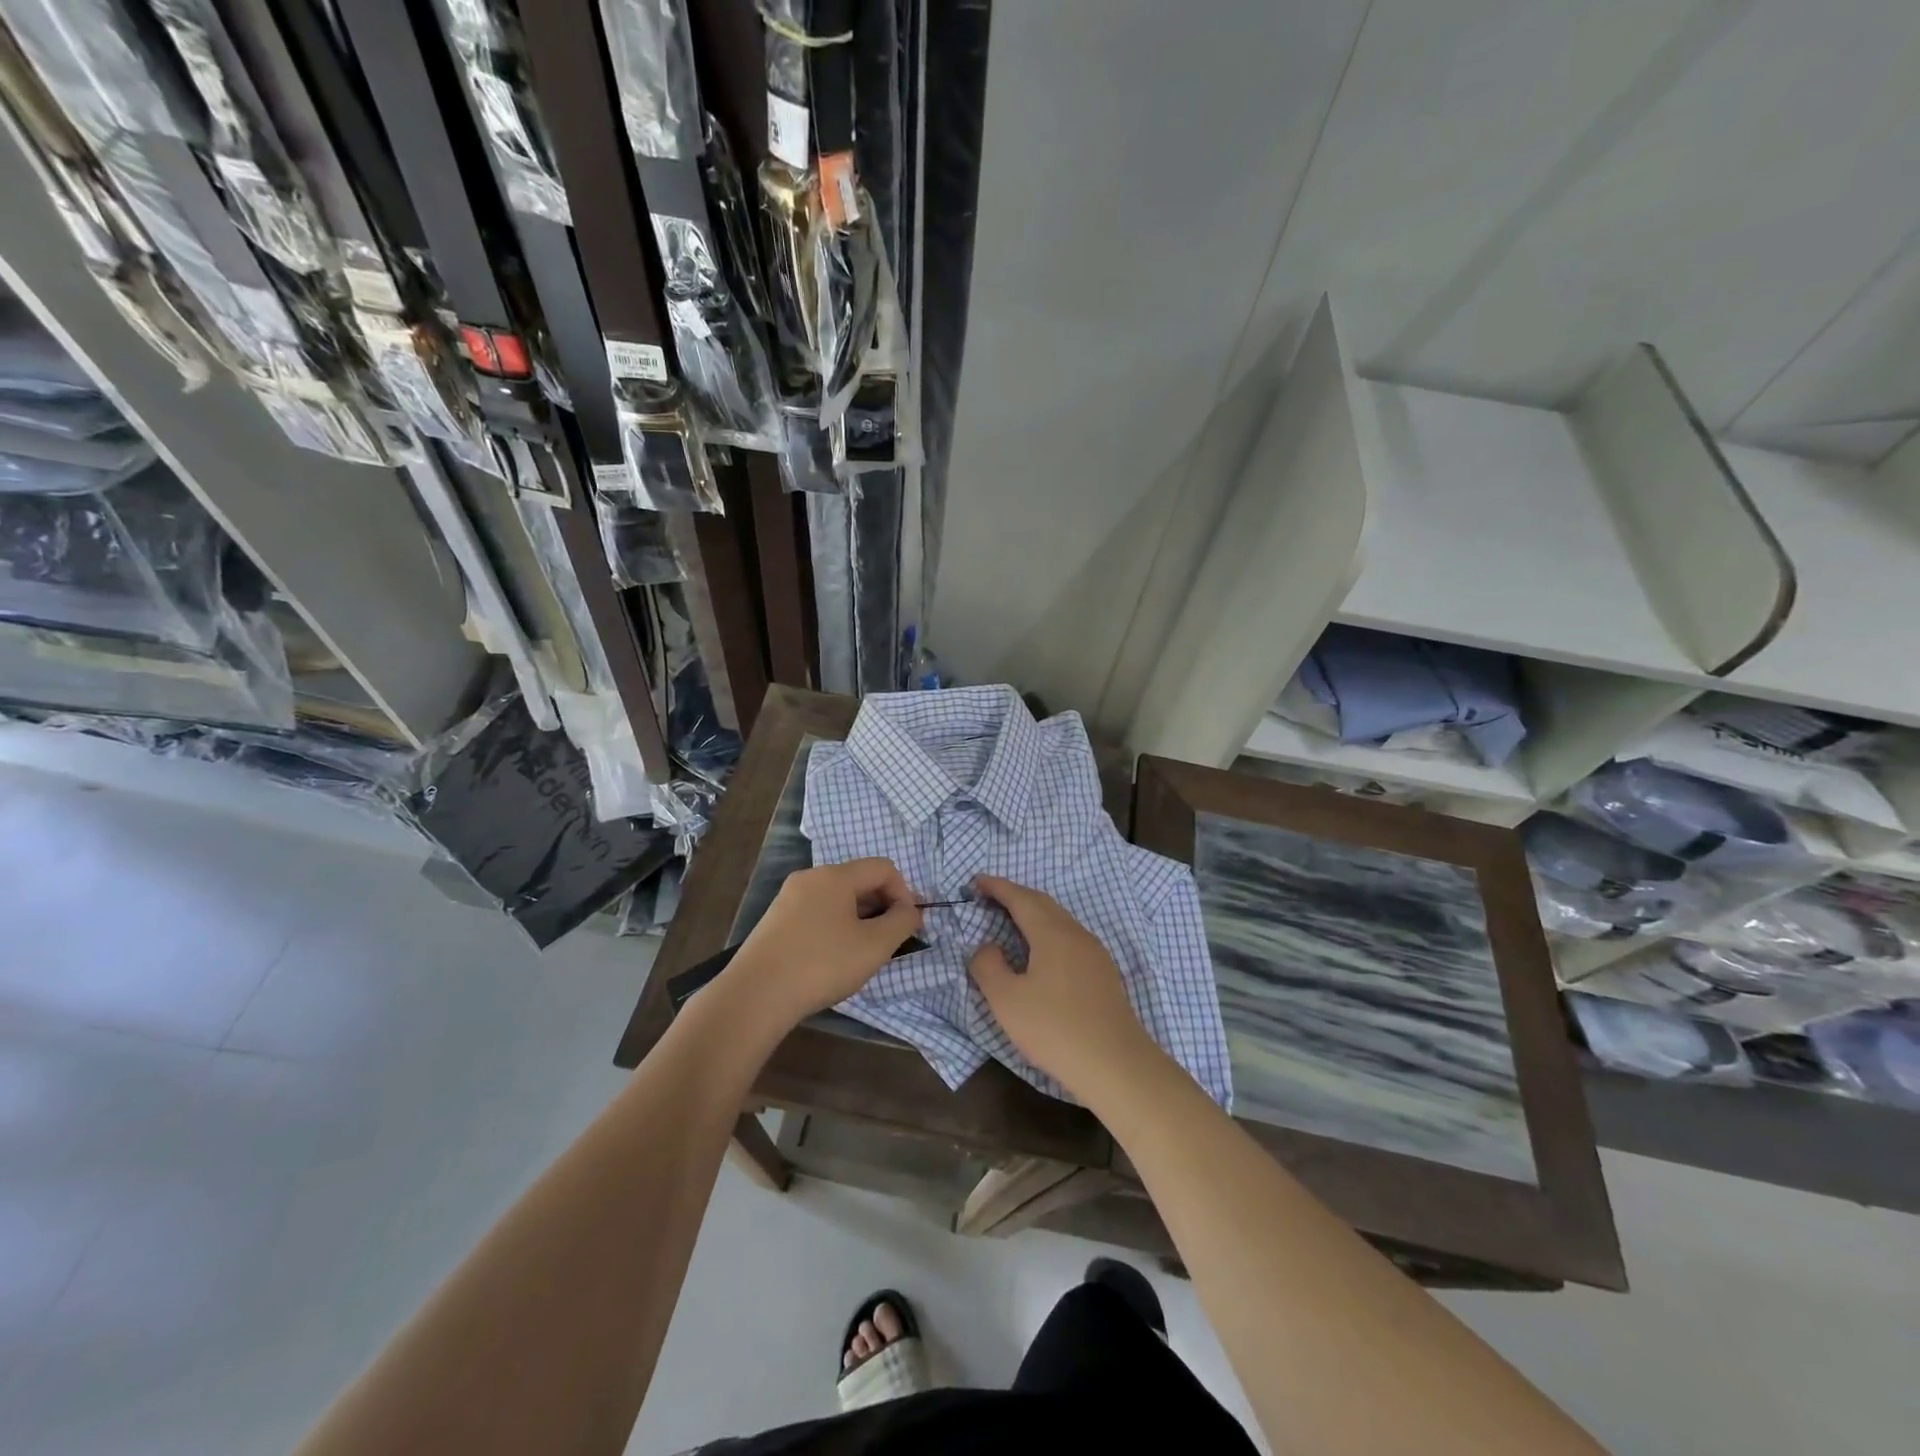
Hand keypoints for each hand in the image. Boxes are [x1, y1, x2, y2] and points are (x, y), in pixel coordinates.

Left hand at [726, 858, 921, 1029]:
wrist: (755, 995)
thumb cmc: (822, 964)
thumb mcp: (874, 946)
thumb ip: (901, 922)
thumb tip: (910, 911)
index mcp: (835, 875)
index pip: (883, 868)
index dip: (904, 893)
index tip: (908, 926)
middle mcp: (810, 878)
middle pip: (859, 881)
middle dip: (882, 907)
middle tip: (889, 943)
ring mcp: (788, 898)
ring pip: (837, 899)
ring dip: (859, 919)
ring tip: (862, 954)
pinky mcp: (775, 921)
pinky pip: (817, 913)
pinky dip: (834, 928)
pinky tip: (832, 959)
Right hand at [968, 874, 1161, 1101]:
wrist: (1117, 1065)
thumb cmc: (1055, 1029)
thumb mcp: (1006, 1001)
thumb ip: (988, 966)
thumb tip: (987, 947)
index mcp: (1052, 933)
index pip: (1020, 898)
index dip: (997, 887)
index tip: (976, 881)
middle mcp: (1076, 934)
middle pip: (1043, 904)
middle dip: (1015, 895)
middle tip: (990, 897)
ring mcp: (1095, 953)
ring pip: (1059, 921)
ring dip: (1034, 914)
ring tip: (1012, 921)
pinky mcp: (1103, 974)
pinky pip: (1070, 938)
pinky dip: (1048, 932)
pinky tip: (1041, 953)